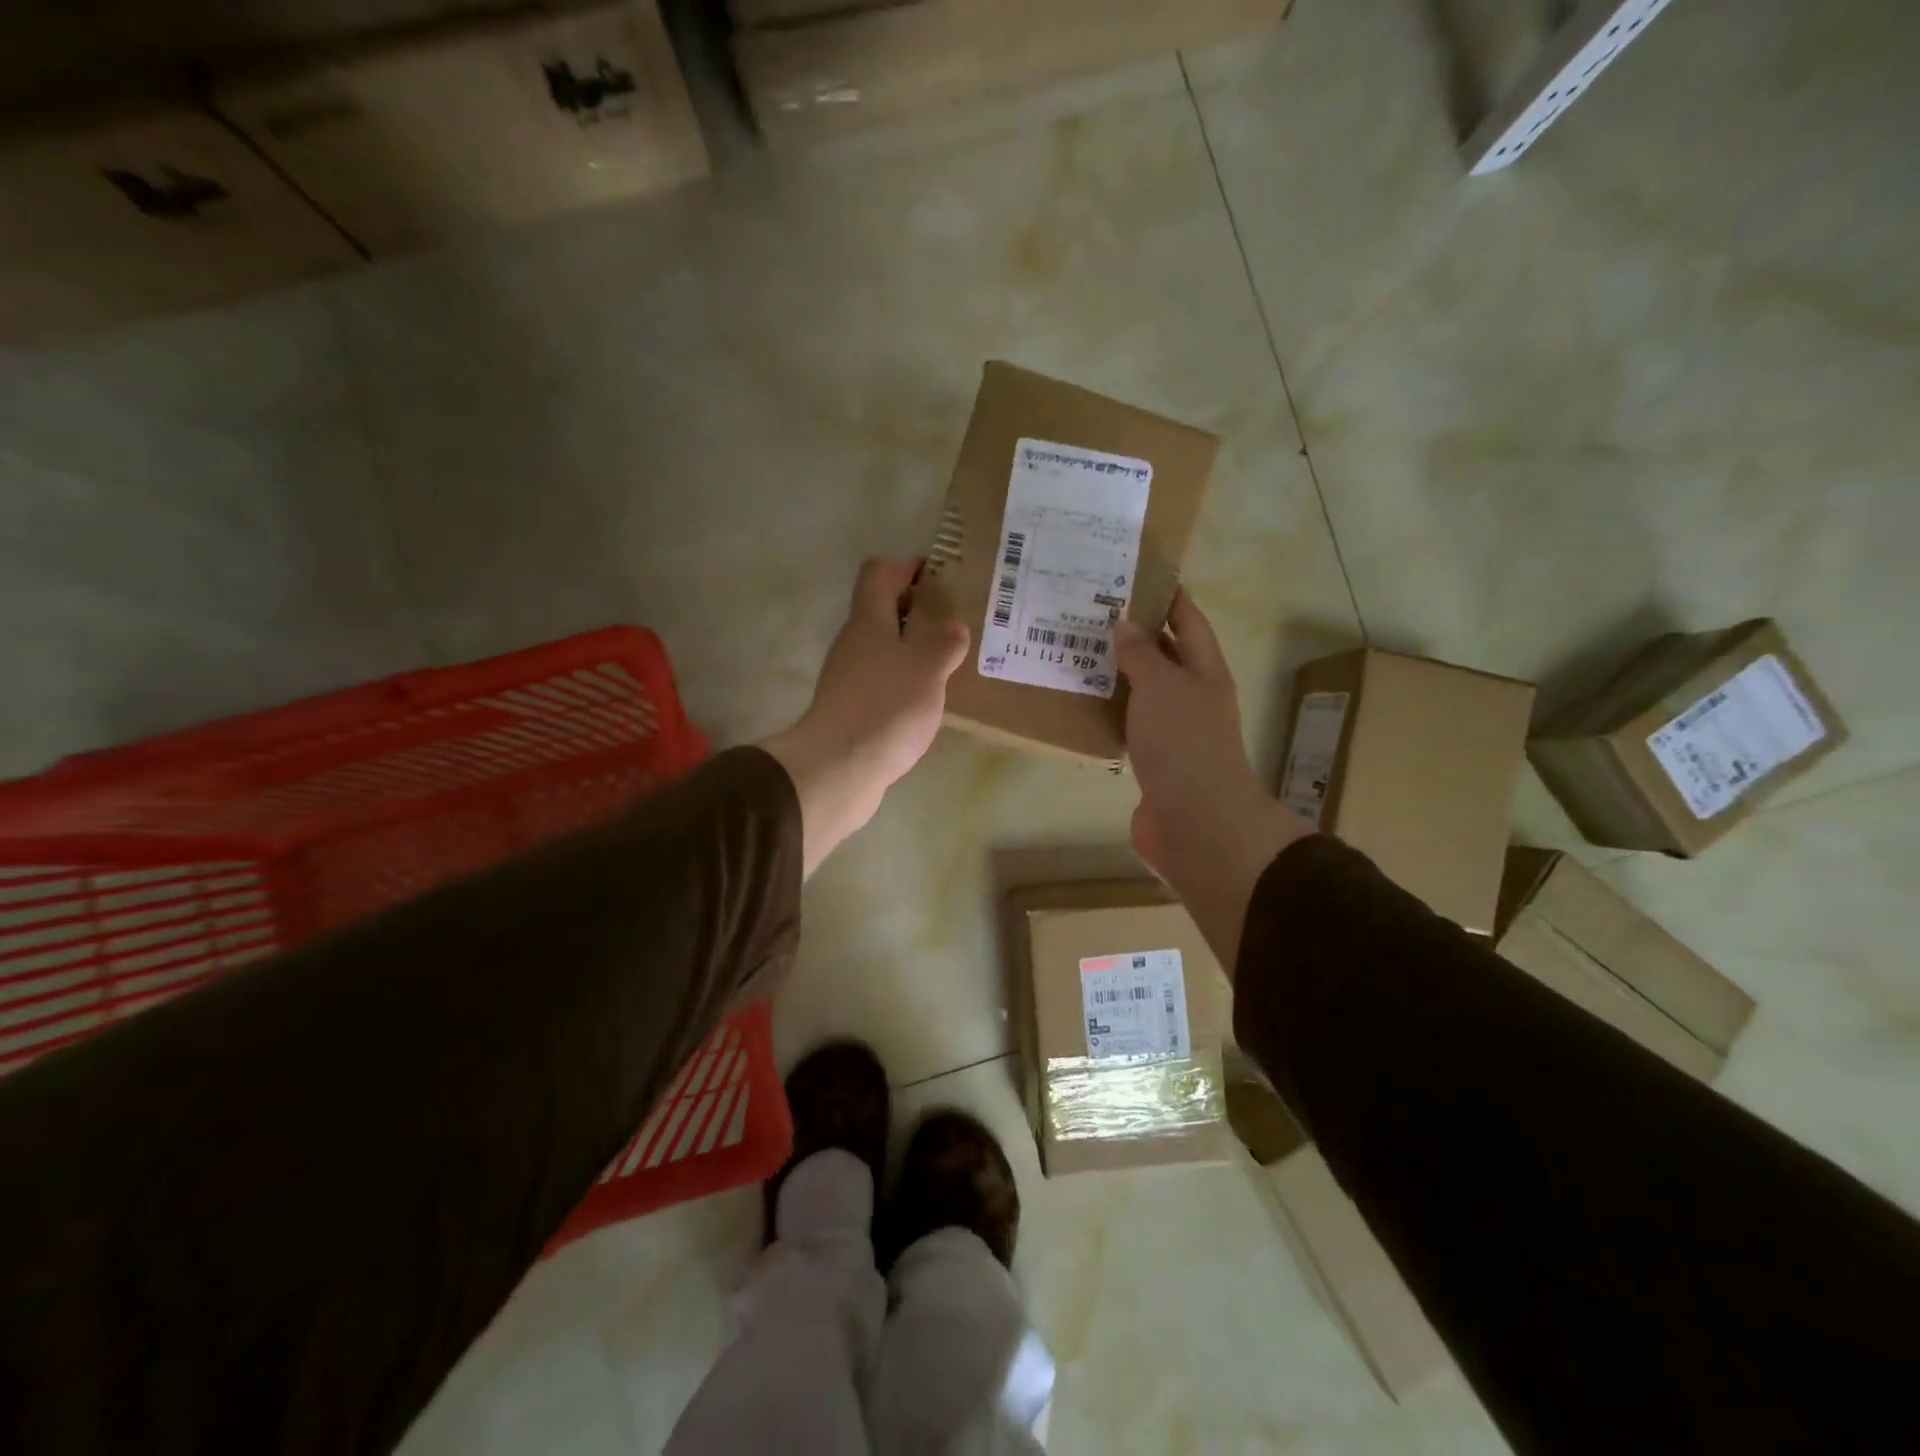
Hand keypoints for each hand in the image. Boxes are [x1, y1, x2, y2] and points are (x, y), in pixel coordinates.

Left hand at [761, 559, 969, 875]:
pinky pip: (885, 682)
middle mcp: (854, 643)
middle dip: (919, 610)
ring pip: (886, 649)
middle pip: (883, 610)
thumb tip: (953, 626)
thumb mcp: (927, 667)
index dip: (908, 566)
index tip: (942, 575)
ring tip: (953, 661)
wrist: (839, 769)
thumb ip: (944, 641)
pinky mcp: (852, 710)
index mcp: (869, 620)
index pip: (880, 572)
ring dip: (915, 649)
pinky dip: (907, 681)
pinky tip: (931, 700)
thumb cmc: (886, 707)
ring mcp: (850, 678)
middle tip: (958, 620)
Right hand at [1115, 591, 1311, 972]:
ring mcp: (1173, 732)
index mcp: (1204, 672)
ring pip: (1143, 691)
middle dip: (1134, 633)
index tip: (1136, 573)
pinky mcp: (1153, 762)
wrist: (1196, 822)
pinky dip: (1108, 712)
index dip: (1168, 596)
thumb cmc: (1184, 743)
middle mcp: (1192, 697)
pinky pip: (1128, 725)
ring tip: (1075, 650)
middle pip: (1165, 655)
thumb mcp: (1163, 686)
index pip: (1188, 621)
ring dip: (1116, 674)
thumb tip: (1124, 622)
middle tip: (1091, 610)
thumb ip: (1142, 653)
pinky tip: (1079, 704)